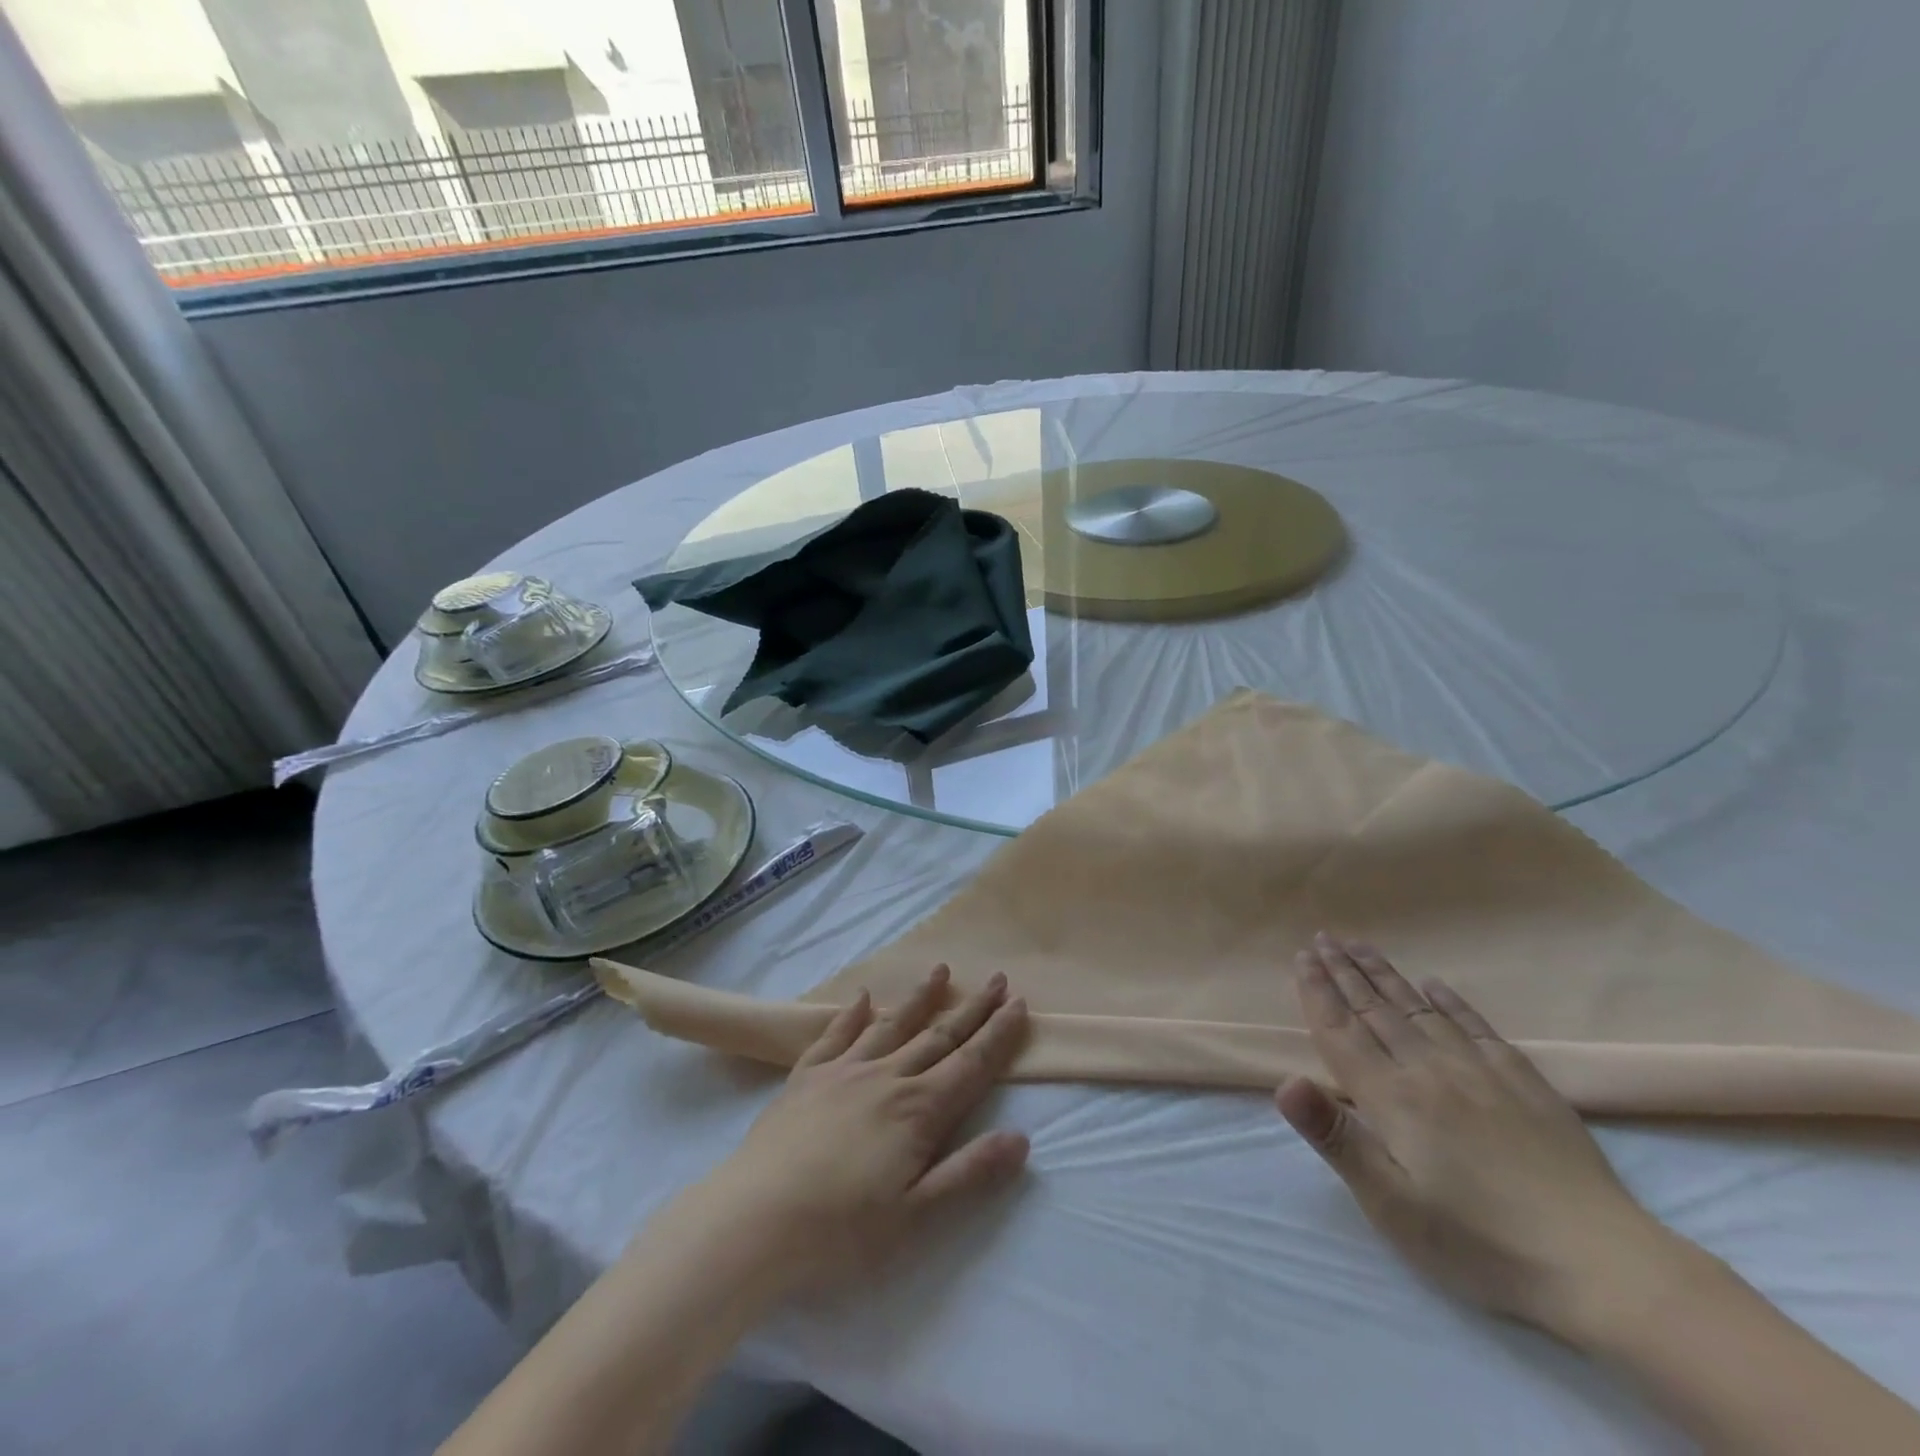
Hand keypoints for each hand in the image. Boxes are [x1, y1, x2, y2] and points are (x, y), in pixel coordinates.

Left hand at [690, 965, 1030, 1295]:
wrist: (754, 1220)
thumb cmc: (841, 1231)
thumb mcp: (917, 1216)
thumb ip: (970, 1172)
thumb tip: (1022, 1139)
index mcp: (918, 1110)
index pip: (970, 1063)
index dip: (998, 1034)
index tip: (1019, 1003)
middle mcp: (886, 1077)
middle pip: (938, 1035)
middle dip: (972, 1009)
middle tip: (996, 979)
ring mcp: (843, 1070)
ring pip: (891, 1024)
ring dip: (919, 998)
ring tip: (941, 970)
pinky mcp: (806, 1076)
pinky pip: (835, 1035)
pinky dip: (851, 1014)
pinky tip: (861, 997)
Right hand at [1276, 934, 1683, 1336]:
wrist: (1603, 1267)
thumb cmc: (1480, 1244)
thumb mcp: (1392, 1205)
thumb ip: (1335, 1137)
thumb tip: (1284, 1081)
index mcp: (1391, 1098)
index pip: (1341, 1031)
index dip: (1317, 992)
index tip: (1301, 957)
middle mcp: (1429, 1070)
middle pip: (1375, 1009)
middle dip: (1343, 971)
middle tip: (1322, 937)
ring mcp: (1480, 1072)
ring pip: (1419, 1009)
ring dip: (1385, 975)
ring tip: (1361, 946)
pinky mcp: (1524, 1084)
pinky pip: (1477, 1027)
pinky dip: (1451, 1002)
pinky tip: (1436, 985)